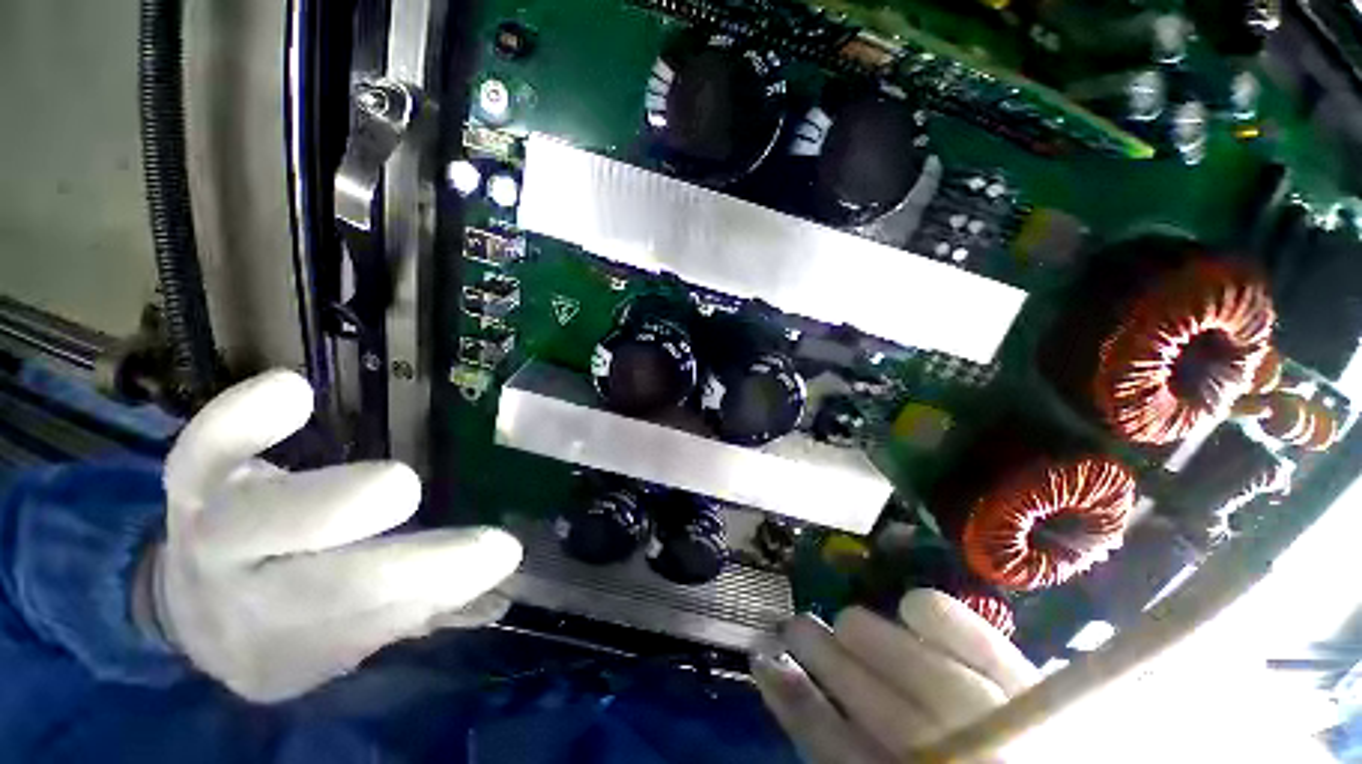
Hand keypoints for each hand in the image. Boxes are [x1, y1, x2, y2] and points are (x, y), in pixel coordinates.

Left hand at [148, 370, 522, 702]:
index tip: (501, 554)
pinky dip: (239, 419)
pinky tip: (292, 393)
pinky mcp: (194, 471)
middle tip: (475, 540)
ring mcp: (208, 530)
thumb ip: (416, 608)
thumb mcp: (342, 636)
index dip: (430, 592)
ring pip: (252, 524)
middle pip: (310, 591)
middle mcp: (238, 599)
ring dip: (327, 509)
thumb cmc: (286, 617)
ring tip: (397, 487)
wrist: (193, 600)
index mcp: (283, 649)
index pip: (362, 626)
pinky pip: (203, 445)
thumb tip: (497, 587)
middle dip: (392, 569)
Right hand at [752, 590, 1039, 762]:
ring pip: (936, 683)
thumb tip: (776, 675)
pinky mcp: (1039, 690)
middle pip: (892, 718)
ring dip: (877, 642)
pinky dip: (947, 620)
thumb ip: (830, 738)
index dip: (802, 711)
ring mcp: (1018, 729)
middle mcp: (974, 760)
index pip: (847, 758)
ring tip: (847, 621)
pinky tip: (912, 606)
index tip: (765, 664)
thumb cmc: (936, 759)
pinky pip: (992, 651)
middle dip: (832, 664)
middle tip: (797, 628)